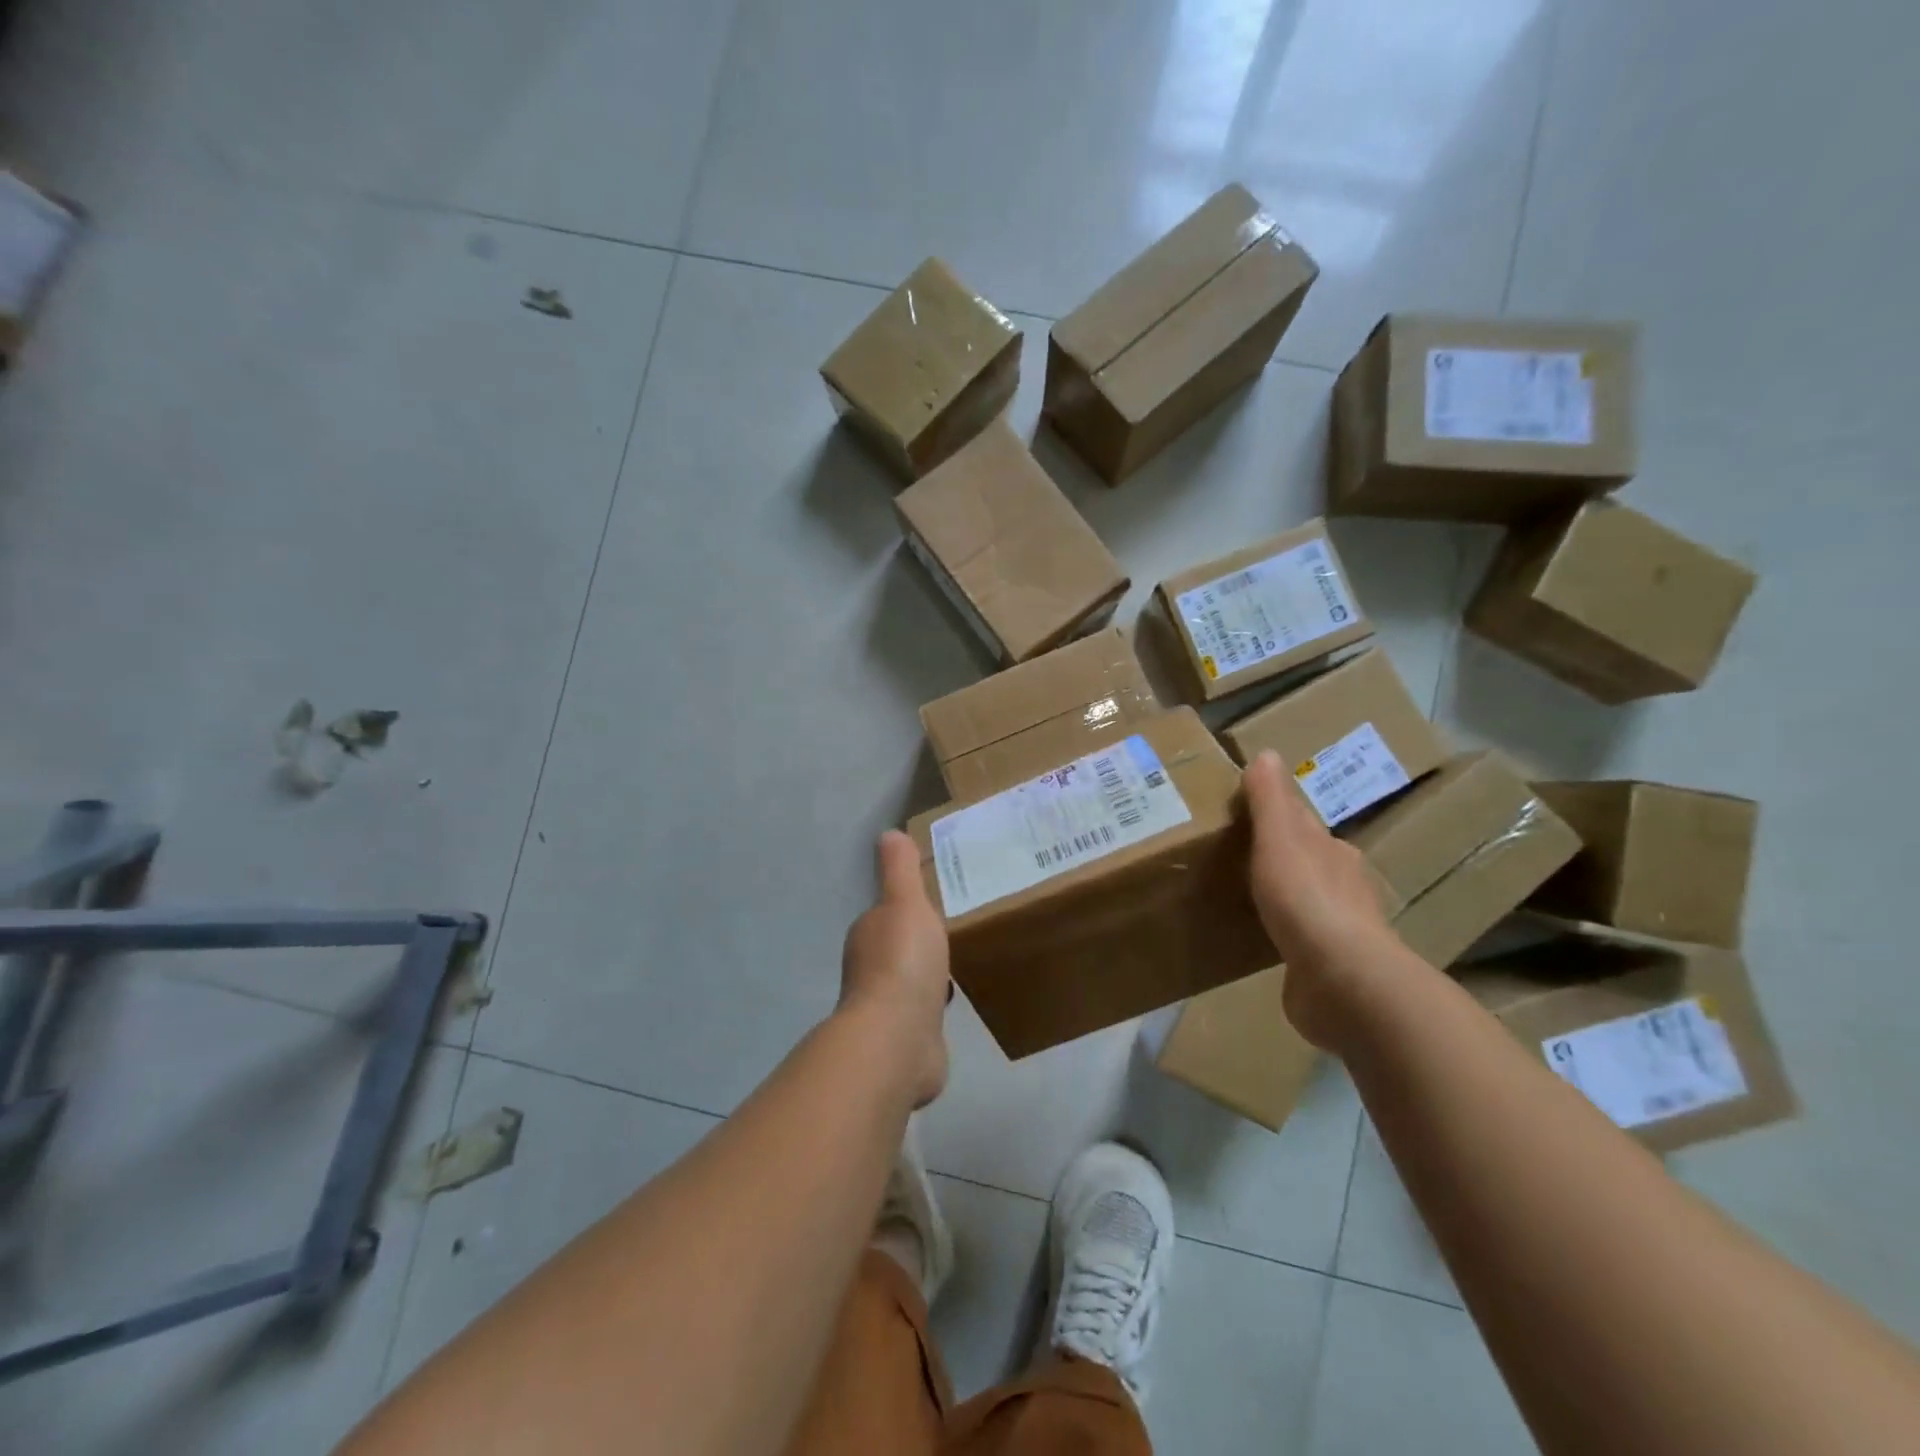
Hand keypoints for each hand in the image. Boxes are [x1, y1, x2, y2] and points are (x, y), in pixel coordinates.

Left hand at [840, 830, 950, 1106]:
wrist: (898, 1039)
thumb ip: (899, 870)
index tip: (937, 902)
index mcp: (868, 934)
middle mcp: (870, 969)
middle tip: (957, 930)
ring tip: (961, 965)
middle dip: (921, 942)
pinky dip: (934, 1008)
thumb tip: (888, 833)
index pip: (888, 915)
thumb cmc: (902, 962)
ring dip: (928, 975)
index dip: (909, 908)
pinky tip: (954, 1005)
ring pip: (911, 982)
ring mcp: (886, 1007)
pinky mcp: (905, 1040)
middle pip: (899, 948)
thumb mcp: (906, 903)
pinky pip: (923, 1014)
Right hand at [1243, 750, 1399, 1047]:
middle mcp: (1342, 886)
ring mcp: (1339, 930)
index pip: (1303, 825)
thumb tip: (1267, 753)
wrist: (1342, 981)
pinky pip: (1300, 941)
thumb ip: (1271, 800)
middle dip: (1281, 855)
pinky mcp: (1327, 968)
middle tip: (1239, 853)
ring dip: (1283, 896)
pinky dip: (1284, 934)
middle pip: (1307, 861)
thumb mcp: (1280, 839)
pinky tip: (1264, 940)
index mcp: (1332, 852)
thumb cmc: (1306, 899)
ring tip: (1245, 896)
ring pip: (1305, 901)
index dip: (1277, 816)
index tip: (1246, 814)